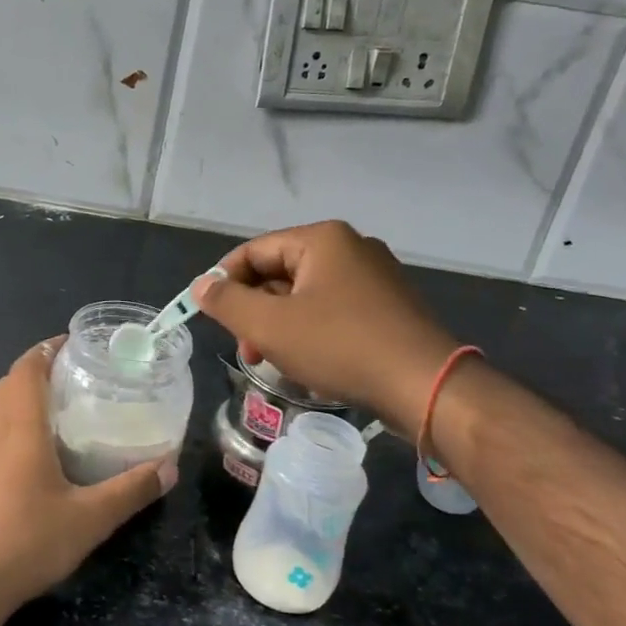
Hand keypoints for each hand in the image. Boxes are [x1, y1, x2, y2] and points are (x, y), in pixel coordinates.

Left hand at [0, 340, 175, 614]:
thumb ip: (132, 489)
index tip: (67, 346)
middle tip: (59, 391)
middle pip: (3, 387)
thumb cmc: (28, 542)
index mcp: (20, 426)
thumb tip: (170, 467)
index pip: (27, 368)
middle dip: (29, 380)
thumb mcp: (91, 518)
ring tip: (19, 421)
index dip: (45, 351)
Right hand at [194, 221, 460, 437]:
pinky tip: (309, 367)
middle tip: (245, 350)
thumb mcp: (270, 325)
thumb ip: (227, 302)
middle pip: (280, 273)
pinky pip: (334, 312)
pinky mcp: (390, 307)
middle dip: (255, 312)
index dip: (224, 282)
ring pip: (306, 297)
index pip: (254, 251)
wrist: (425, 385)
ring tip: (273, 363)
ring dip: (280, 328)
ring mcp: (375, 277)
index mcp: (322, 240)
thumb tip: (201, 286)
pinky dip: (312, 334)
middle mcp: (351, 248)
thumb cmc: (340, 346)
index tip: (210, 317)